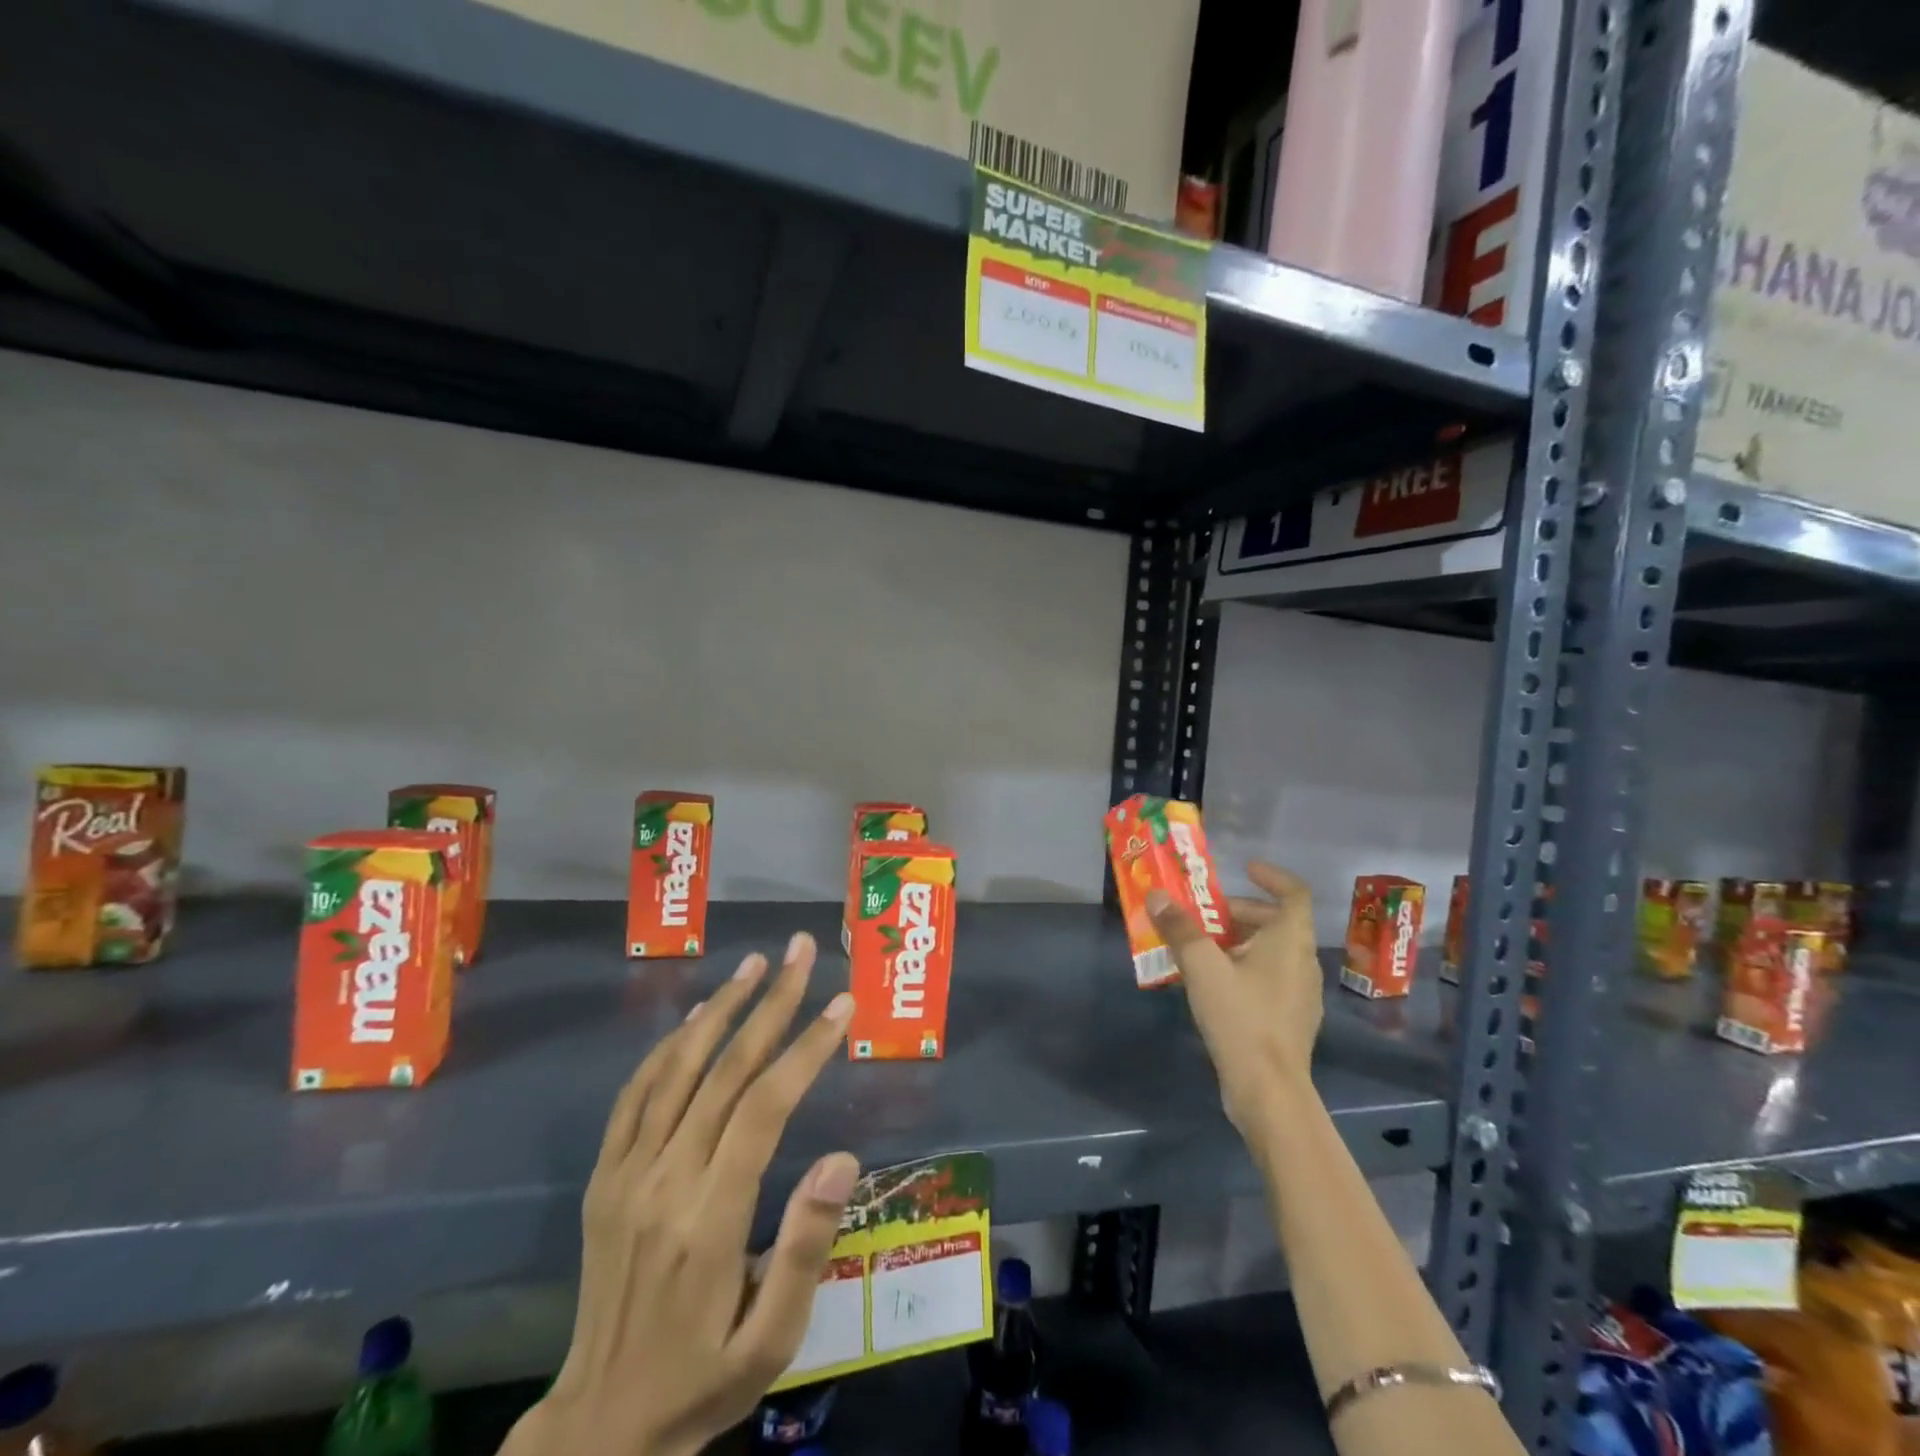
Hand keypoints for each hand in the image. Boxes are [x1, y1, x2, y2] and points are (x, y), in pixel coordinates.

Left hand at [506, 932, 858, 1455]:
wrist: (598, 1427)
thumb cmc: (703, 1379)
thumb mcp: (772, 1342)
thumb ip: (805, 1247)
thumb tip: (840, 1157)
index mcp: (710, 1220)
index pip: (763, 1108)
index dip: (805, 1048)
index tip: (841, 1003)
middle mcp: (664, 1182)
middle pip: (724, 1071)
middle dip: (771, 1003)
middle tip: (803, 952)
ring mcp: (626, 1175)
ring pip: (677, 1068)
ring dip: (720, 1007)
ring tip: (756, 962)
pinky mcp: (604, 1177)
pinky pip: (635, 1095)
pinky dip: (667, 1047)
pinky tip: (696, 1016)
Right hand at [1147, 860, 1321, 1136]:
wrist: (1269, 1091)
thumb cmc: (1241, 1017)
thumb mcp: (1202, 968)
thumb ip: (1179, 929)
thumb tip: (1156, 895)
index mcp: (1290, 941)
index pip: (1293, 893)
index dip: (1272, 876)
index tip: (1244, 869)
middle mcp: (1302, 961)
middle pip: (1275, 922)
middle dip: (1238, 912)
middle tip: (1202, 915)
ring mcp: (1300, 993)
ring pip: (1270, 951)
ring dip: (1237, 941)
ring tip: (1198, 948)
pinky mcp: (1290, 1019)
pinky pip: (1268, 978)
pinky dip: (1243, 968)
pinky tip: (1212, 985)